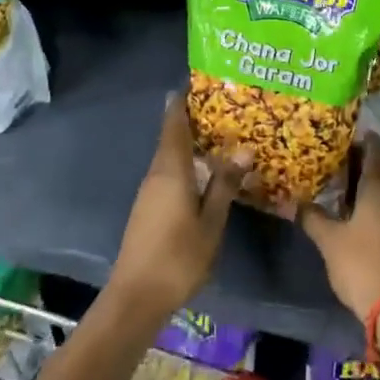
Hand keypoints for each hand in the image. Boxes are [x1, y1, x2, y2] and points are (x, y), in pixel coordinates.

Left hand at [110, 95, 250, 319]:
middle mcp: (156, 174)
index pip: (174, 124)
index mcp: (170, 170)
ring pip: (171, 157)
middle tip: (224, 108)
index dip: (182, 101)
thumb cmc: (178, 257)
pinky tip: (205, 172)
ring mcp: (149, 192)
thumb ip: (224, 184)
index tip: (197, 82)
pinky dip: (186, 163)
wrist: (136, 297)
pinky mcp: (148, 208)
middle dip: (193, 120)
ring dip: (191, 143)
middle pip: (172, 137)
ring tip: (222, 136)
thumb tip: (243, 149)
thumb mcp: (211, 222)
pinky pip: (169, 173)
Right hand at [300, 135, 379, 320]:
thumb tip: (294, 201)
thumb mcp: (329, 240)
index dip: (363, 140)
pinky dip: (379, 199)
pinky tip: (362, 208)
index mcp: (379, 185)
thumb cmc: (363, 263)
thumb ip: (312, 217)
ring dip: (373, 180)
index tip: (347, 134)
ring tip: (348, 179)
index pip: (375, 150)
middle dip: (367, 159)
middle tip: (342, 155)